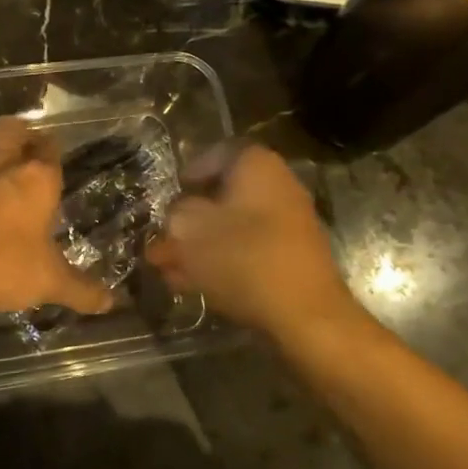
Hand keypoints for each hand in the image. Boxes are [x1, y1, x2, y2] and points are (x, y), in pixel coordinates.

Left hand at [0, 116, 114, 318]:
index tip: (51, 157)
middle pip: (9, 126)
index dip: (50, 147)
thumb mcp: (49, 283)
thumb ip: (81, 290)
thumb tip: (110, 303)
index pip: (49, 146)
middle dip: (15, 131)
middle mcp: (1, 165)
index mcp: (37, 180)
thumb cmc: (2, 267)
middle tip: (19, 149)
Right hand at [146, 145, 357, 338]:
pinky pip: (248, 251)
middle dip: (189, 219)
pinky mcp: (290, 258)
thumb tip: (175, 217)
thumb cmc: (244, 258)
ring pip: (233, 227)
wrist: (304, 315)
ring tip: (167, 269)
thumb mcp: (191, 231)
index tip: (171, 193)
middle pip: (224, 195)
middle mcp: (278, 187)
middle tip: (163, 237)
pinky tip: (191, 284)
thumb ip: (175, 217)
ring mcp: (288, 225)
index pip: (219, 153)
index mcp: (257, 166)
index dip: (190, 171)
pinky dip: (221, 262)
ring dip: (200, 246)